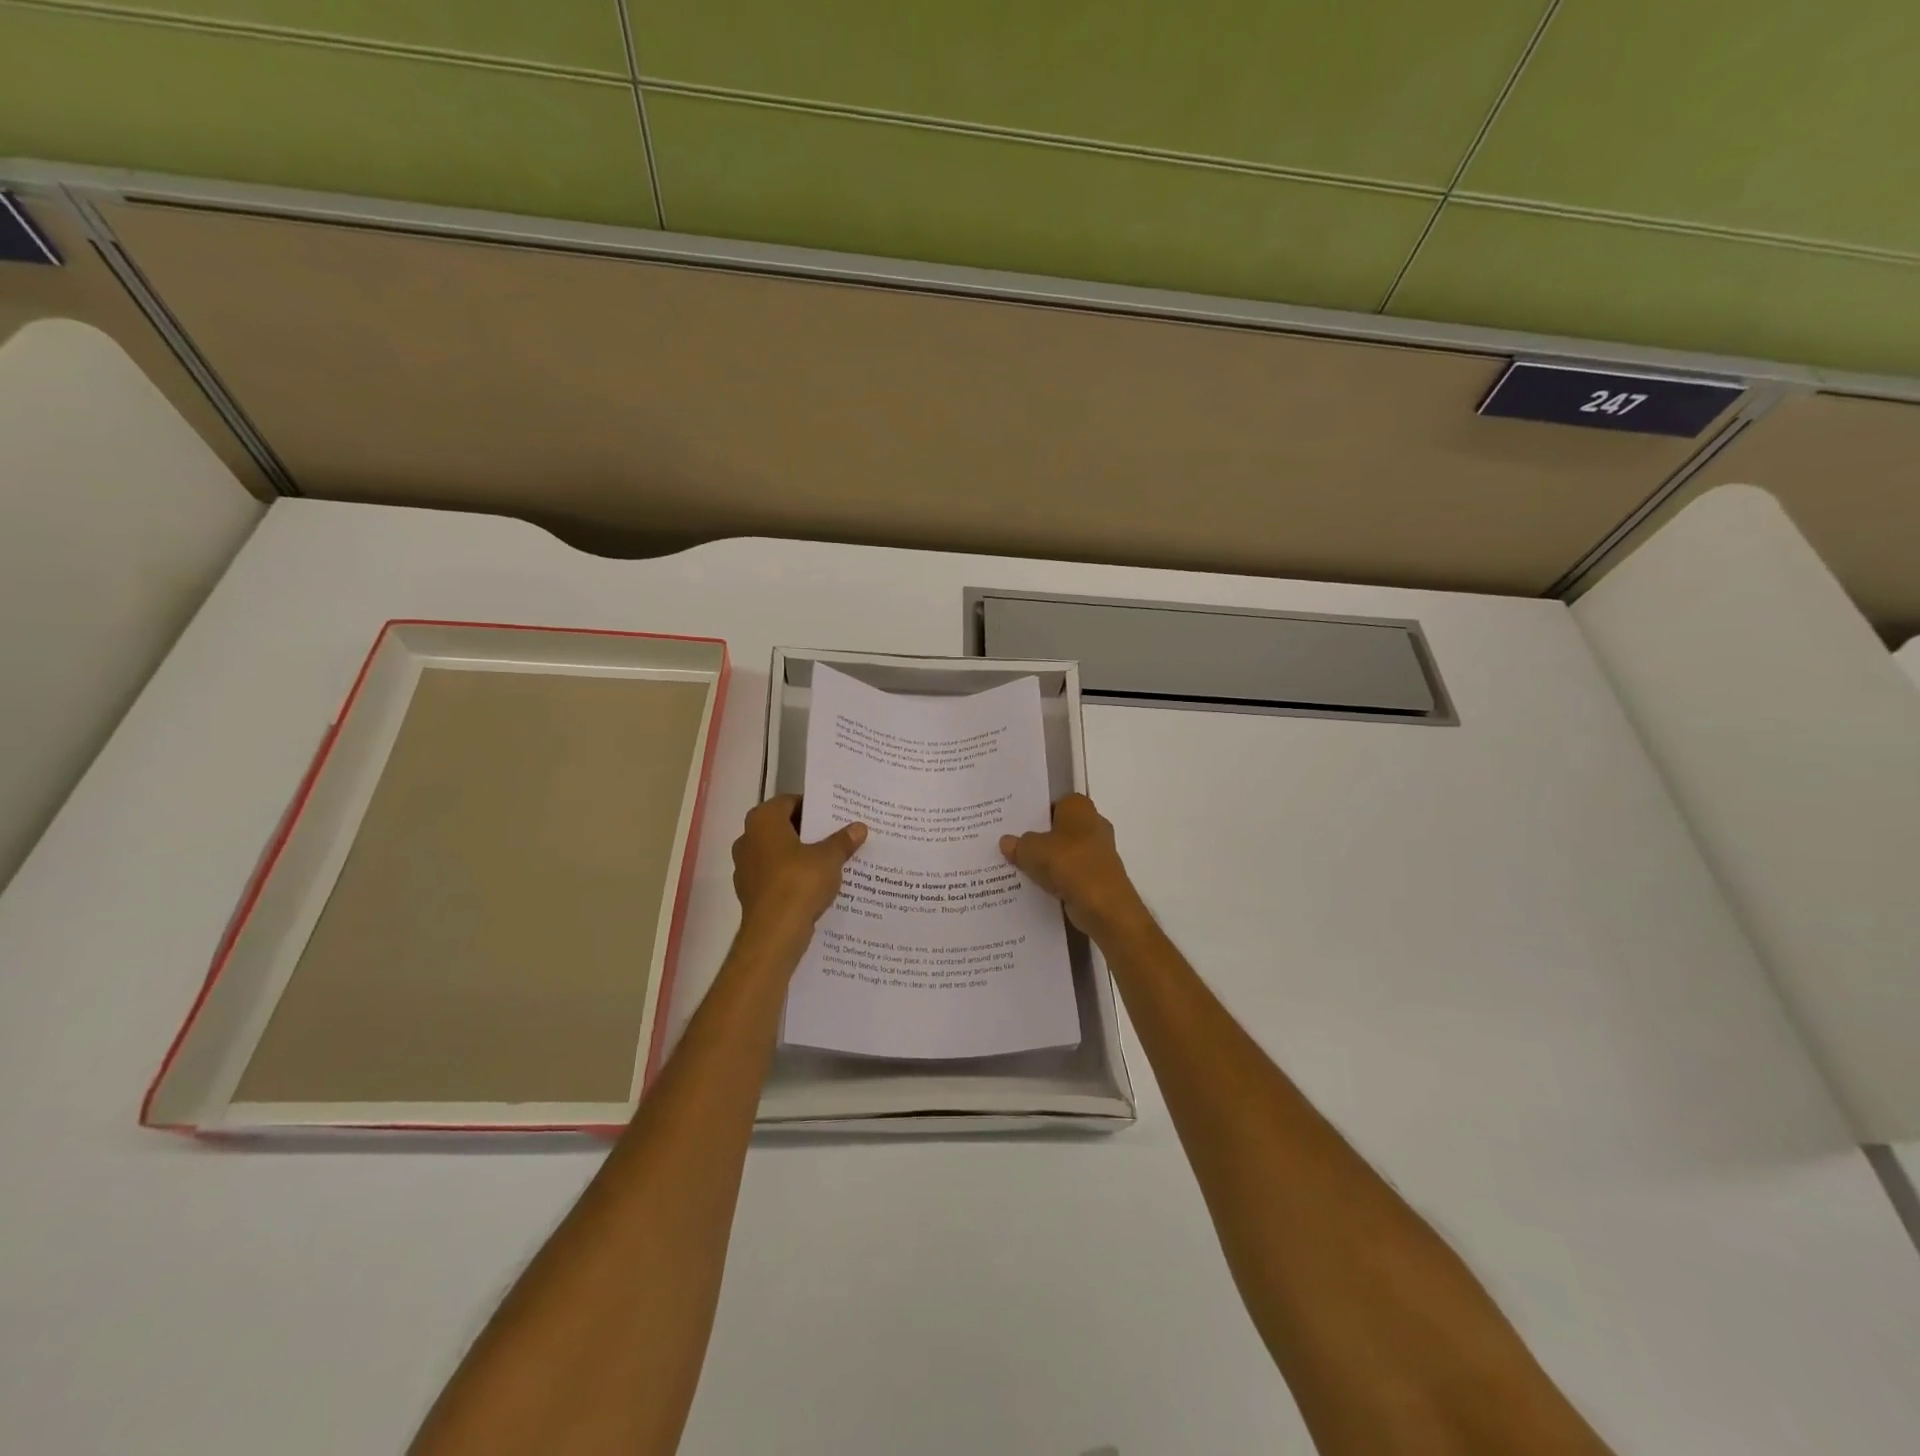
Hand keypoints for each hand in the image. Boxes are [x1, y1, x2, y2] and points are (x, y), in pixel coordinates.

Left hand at [732, 795, 866, 943]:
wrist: (774, 933)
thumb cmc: (799, 883)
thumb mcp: (829, 858)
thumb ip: (843, 840)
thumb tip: (859, 827)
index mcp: (763, 821)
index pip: (789, 801)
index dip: (812, 806)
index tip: (834, 815)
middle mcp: (748, 839)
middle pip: (783, 827)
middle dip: (808, 831)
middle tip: (836, 834)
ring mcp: (745, 867)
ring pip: (778, 853)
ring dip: (800, 855)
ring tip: (830, 860)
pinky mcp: (750, 892)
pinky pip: (775, 876)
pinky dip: (792, 877)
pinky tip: (816, 884)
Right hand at [1000, 794, 1148, 940]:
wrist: (1102, 904)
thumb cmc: (1068, 863)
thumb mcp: (1031, 850)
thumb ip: (1018, 844)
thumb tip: (1006, 842)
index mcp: (1079, 807)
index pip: (1054, 803)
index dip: (1035, 813)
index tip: (1015, 825)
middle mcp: (1093, 824)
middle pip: (1060, 829)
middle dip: (1040, 838)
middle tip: (1012, 846)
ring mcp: (1099, 852)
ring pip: (1065, 853)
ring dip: (1048, 861)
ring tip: (1018, 868)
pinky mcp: (1099, 877)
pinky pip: (1072, 873)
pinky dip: (1058, 880)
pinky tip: (1036, 887)